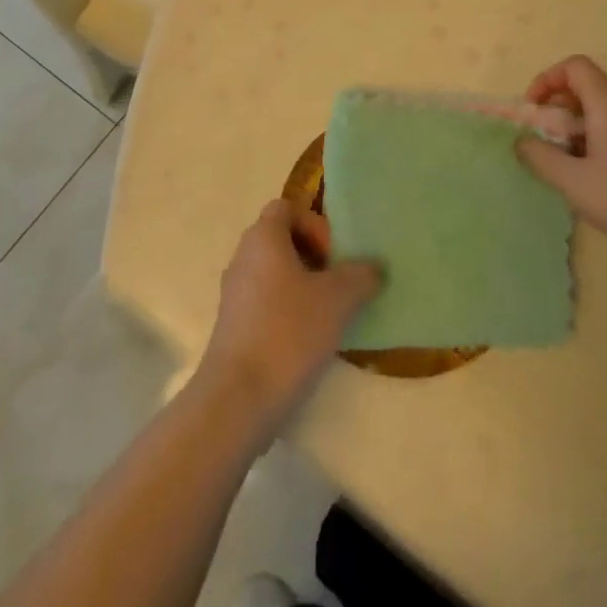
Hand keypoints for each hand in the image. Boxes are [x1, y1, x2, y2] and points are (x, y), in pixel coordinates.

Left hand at [195, 201, 381, 441]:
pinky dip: (287, 312)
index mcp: (263, 237)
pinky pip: (265, 303)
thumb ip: (360, 276)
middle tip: (338, 284)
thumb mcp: (338, 299)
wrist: (239, 398)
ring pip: (274, 273)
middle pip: (281, 240)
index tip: (334, 256)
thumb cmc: (288, 332)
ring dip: (302, 286)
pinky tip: (309, 340)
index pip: (287, 208)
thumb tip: (373, 268)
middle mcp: (243, 257)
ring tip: (329, 315)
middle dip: (314, 256)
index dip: (314, 223)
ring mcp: (234, 293)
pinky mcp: (233, 327)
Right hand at [515, 56, 606, 270]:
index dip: (547, 79)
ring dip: (573, 130)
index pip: (575, 67)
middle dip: (556, 109)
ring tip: (563, 168)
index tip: (533, 111)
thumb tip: (521, 141)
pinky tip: (591, 182)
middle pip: (586, 89)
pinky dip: (593, 145)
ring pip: (600, 114)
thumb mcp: (574, 183)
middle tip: (542, 143)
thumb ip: (540, 157)